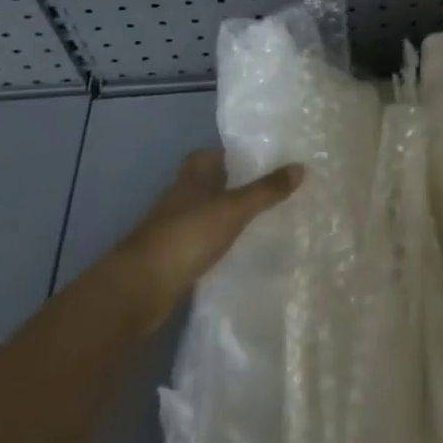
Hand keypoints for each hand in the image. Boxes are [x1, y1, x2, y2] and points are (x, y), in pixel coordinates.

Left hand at [118, 149, 302, 326]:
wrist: (141, 287)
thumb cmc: (188, 235)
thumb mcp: (234, 208)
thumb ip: (266, 190)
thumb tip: (301, 166)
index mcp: (191, 177)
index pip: (209, 155)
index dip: (229, 155)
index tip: (257, 159)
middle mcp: (180, 198)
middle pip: (207, 184)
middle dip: (231, 185)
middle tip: (265, 189)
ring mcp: (173, 230)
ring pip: (204, 214)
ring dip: (224, 215)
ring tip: (258, 219)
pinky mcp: (172, 259)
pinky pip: (201, 242)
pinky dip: (216, 243)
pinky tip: (236, 251)